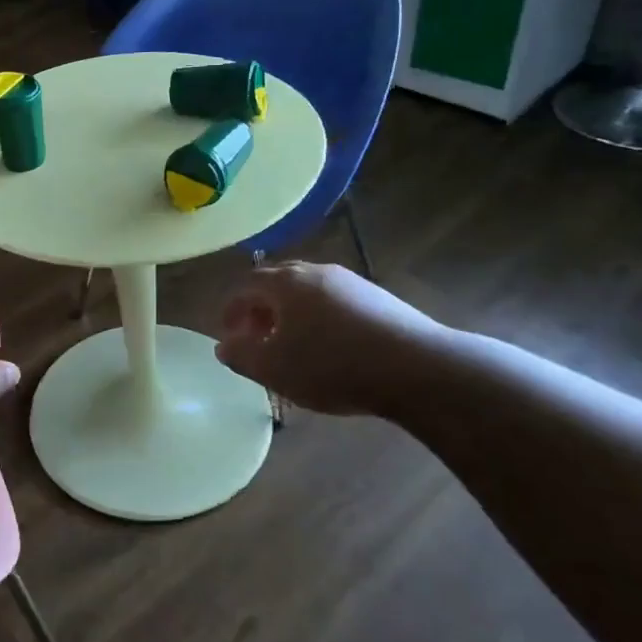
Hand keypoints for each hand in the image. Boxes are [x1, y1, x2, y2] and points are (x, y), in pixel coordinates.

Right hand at [216, 262, 448, 416]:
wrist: (417, 368)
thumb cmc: (332, 365)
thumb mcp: (273, 368)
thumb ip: (240, 355)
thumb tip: (224, 345)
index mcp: (285, 283)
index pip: (245, 286)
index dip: (231, 309)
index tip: (228, 334)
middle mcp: (316, 272)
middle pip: (277, 283)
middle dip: (261, 309)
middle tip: (257, 337)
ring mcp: (351, 282)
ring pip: (308, 292)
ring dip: (292, 314)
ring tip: (293, 345)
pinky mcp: (379, 299)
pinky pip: (335, 303)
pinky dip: (320, 319)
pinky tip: (330, 348)